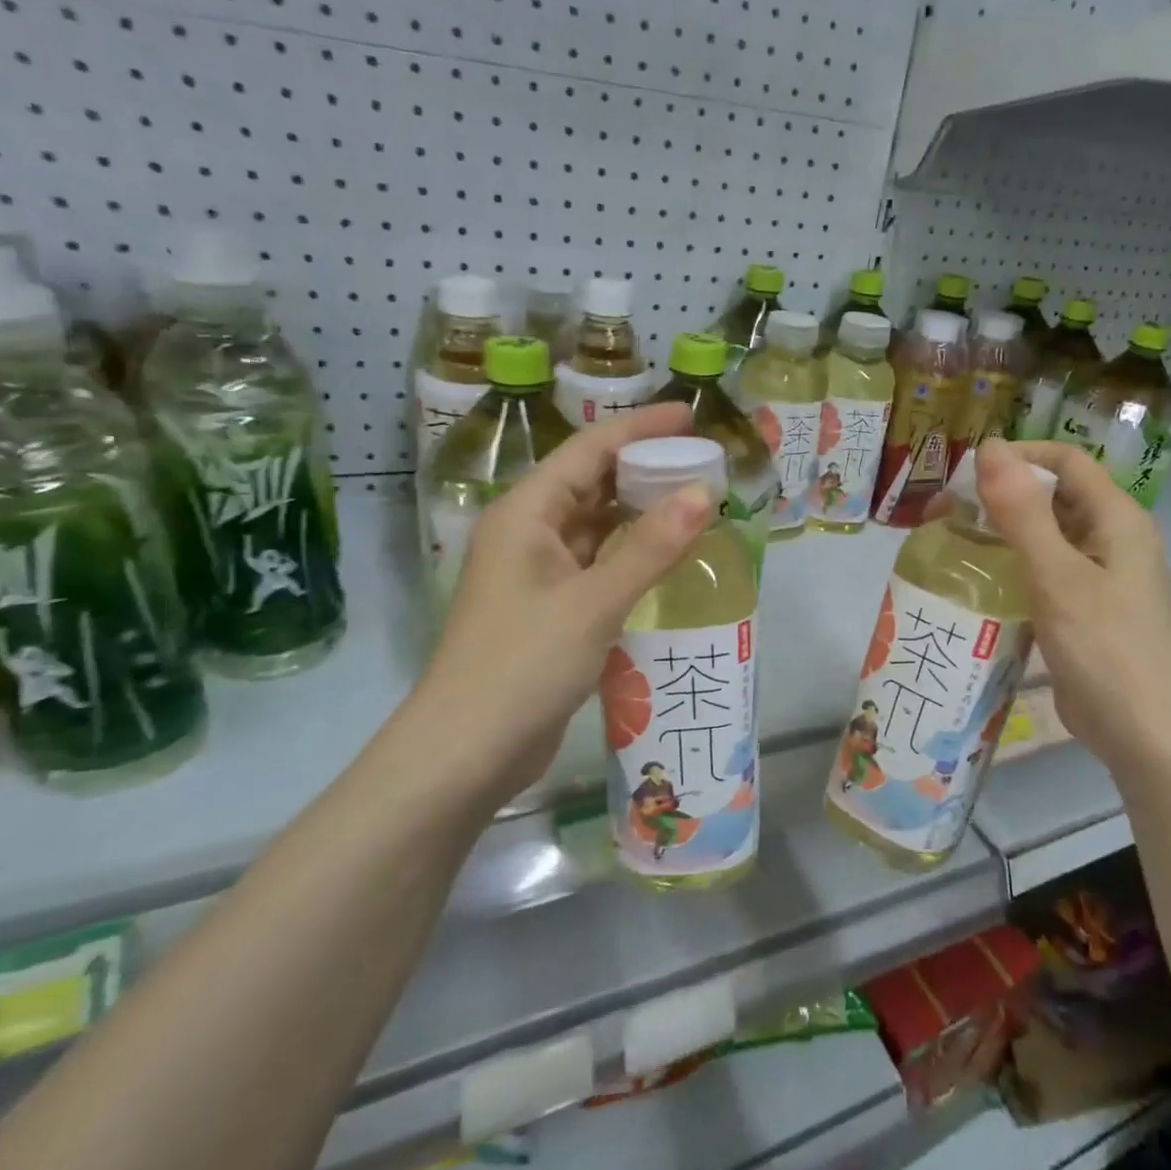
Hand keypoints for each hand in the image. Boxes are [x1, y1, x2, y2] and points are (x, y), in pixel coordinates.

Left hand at [410, 403, 714, 803]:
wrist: (466, 752)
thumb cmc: (523, 665)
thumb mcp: (594, 602)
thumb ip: (651, 547)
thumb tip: (704, 493)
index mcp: (526, 513)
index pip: (589, 449)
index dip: (640, 428)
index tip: (691, 417)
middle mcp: (528, 533)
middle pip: (592, 483)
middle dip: (645, 469)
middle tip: (703, 463)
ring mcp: (537, 573)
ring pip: (596, 526)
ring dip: (641, 514)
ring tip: (696, 504)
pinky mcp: (549, 609)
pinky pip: (597, 564)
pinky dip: (631, 556)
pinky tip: (668, 559)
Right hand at [973, 439, 1170, 780]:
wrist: (1150, 736)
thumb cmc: (1107, 650)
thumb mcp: (1058, 576)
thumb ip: (1023, 512)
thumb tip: (990, 447)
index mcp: (1117, 519)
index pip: (1065, 460)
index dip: (1017, 457)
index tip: (964, 477)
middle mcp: (1112, 539)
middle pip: (1054, 496)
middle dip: (1000, 497)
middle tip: (945, 515)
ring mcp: (1101, 578)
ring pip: (1046, 536)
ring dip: (1002, 534)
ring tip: (951, 545)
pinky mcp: (1086, 611)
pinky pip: (1045, 573)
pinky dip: (1012, 568)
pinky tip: (978, 585)